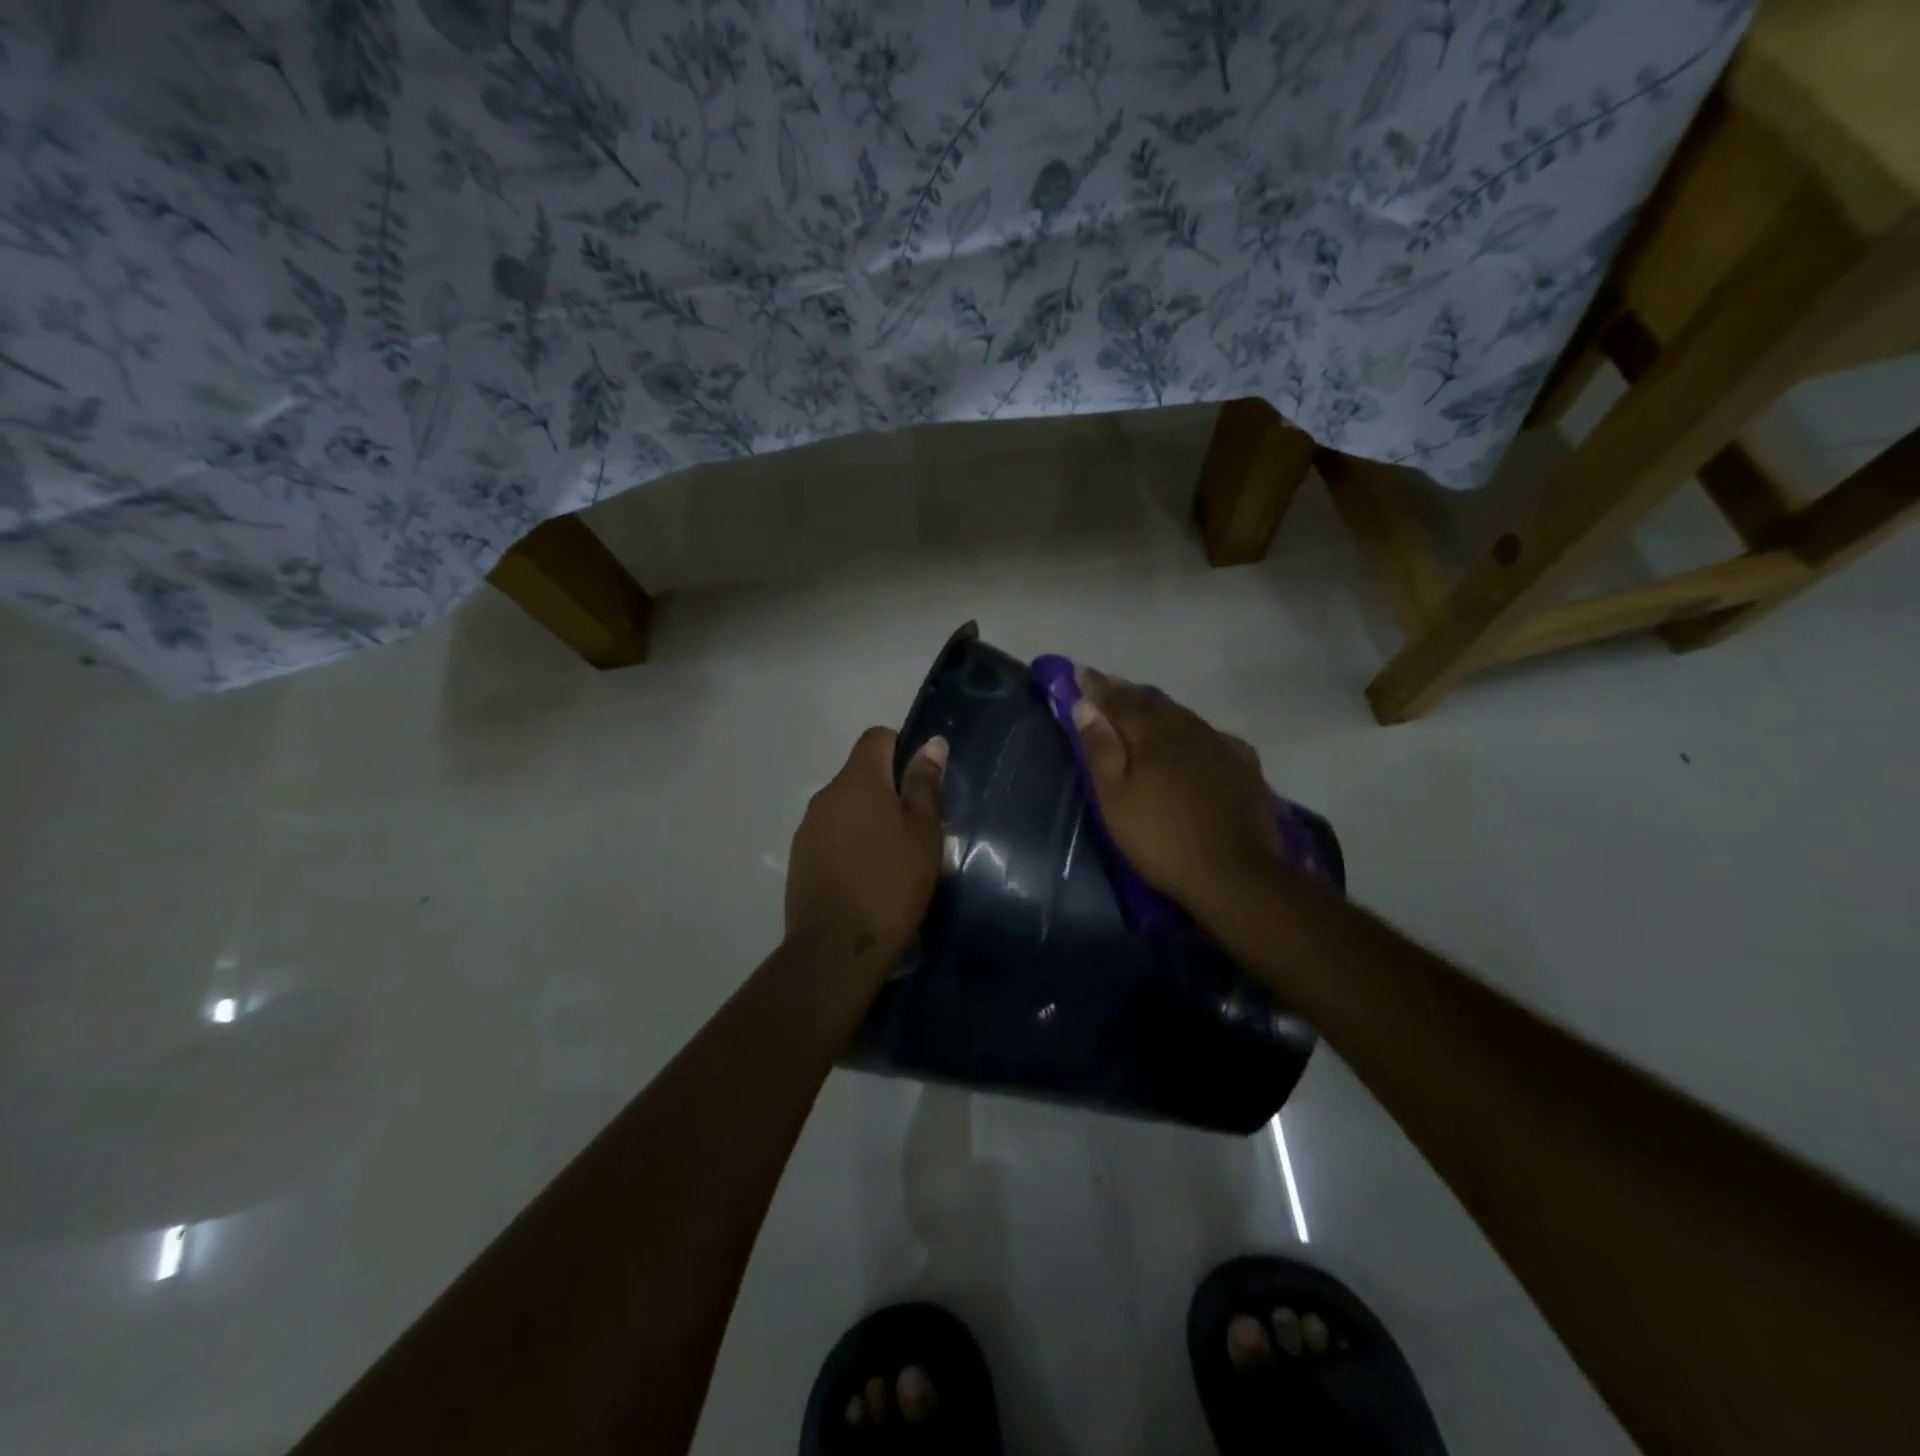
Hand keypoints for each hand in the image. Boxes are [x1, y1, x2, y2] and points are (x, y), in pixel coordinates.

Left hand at [785, 728, 946, 967]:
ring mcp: (808, 828)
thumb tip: (930, 744)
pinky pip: (832, 835)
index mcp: (857, 781)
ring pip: (846, 807)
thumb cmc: (891, 883)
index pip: (876, 737)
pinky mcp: (800, 859)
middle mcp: (826, 796)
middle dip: (888, 790)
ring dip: (869, 819)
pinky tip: (868, 877)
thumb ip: (925, 785)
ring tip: (894, 858)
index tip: (921, 783)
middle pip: (860, 774)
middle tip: (917, 828)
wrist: (837, 949)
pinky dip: (851, 843)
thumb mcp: (923, 832)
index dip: (902, 748)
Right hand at [1070, 667, 1281, 917]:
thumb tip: (1085, 706)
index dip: (1097, 688)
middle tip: (1108, 688)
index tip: (1080, 673)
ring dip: (1159, 709)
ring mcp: (1220, 745)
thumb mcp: (1116, 800)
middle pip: (1153, 703)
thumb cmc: (1161, 839)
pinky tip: (1194, 738)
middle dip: (1127, 694)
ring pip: (1183, 716)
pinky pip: (1211, 735)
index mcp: (1152, 735)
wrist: (1235, 873)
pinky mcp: (1244, 765)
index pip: (1119, 701)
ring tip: (1144, 708)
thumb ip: (1100, 750)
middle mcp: (1187, 729)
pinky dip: (1192, 730)